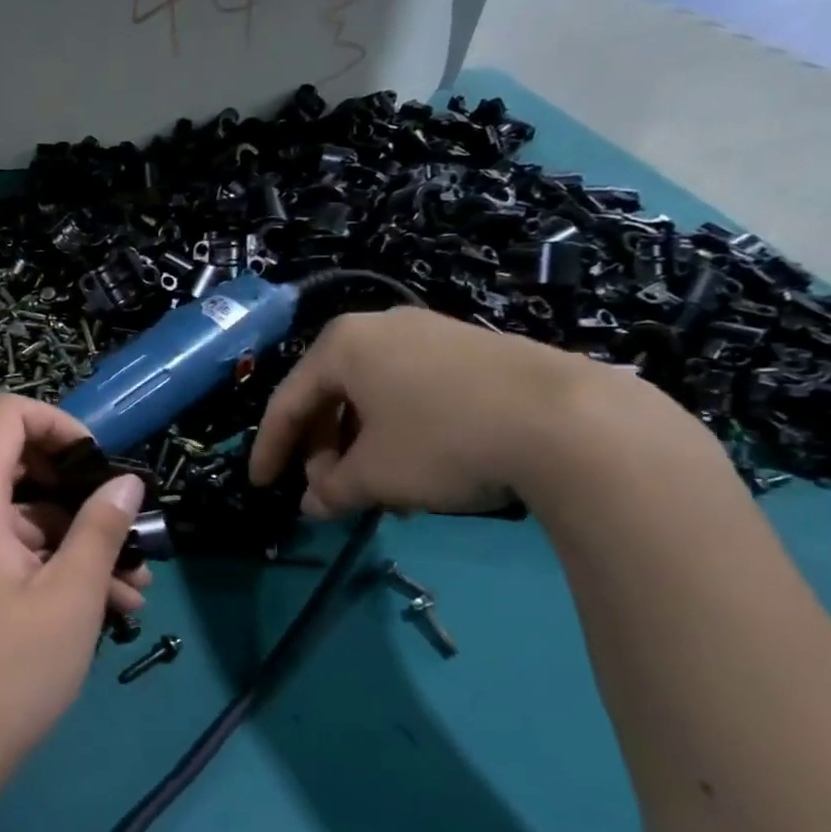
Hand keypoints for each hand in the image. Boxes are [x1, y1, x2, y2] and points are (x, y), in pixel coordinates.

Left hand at [0, 395, 148, 780]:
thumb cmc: (7, 671)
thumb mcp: (71, 595)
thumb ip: (102, 527)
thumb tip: (127, 483)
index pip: (8, 415)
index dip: (61, 425)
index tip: (101, 466)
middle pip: (16, 465)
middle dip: (80, 495)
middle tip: (129, 532)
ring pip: (17, 515)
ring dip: (74, 541)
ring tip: (133, 587)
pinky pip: (0, 547)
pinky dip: (45, 563)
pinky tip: (101, 604)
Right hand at [249, 309, 596, 516]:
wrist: (568, 419)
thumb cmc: (442, 440)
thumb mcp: (374, 475)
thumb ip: (330, 490)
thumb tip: (312, 504)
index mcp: (341, 345)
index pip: (287, 402)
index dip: (270, 450)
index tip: (261, 486)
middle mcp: (380, 327)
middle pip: (331, 395)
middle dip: (322, 450)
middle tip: (326, 491)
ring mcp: (430, 333)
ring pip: (373, 396)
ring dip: (361, 446)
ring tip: (374, 490)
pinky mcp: (472, 349)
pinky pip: (412, 391)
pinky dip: (399, 431)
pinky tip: (417, 468)